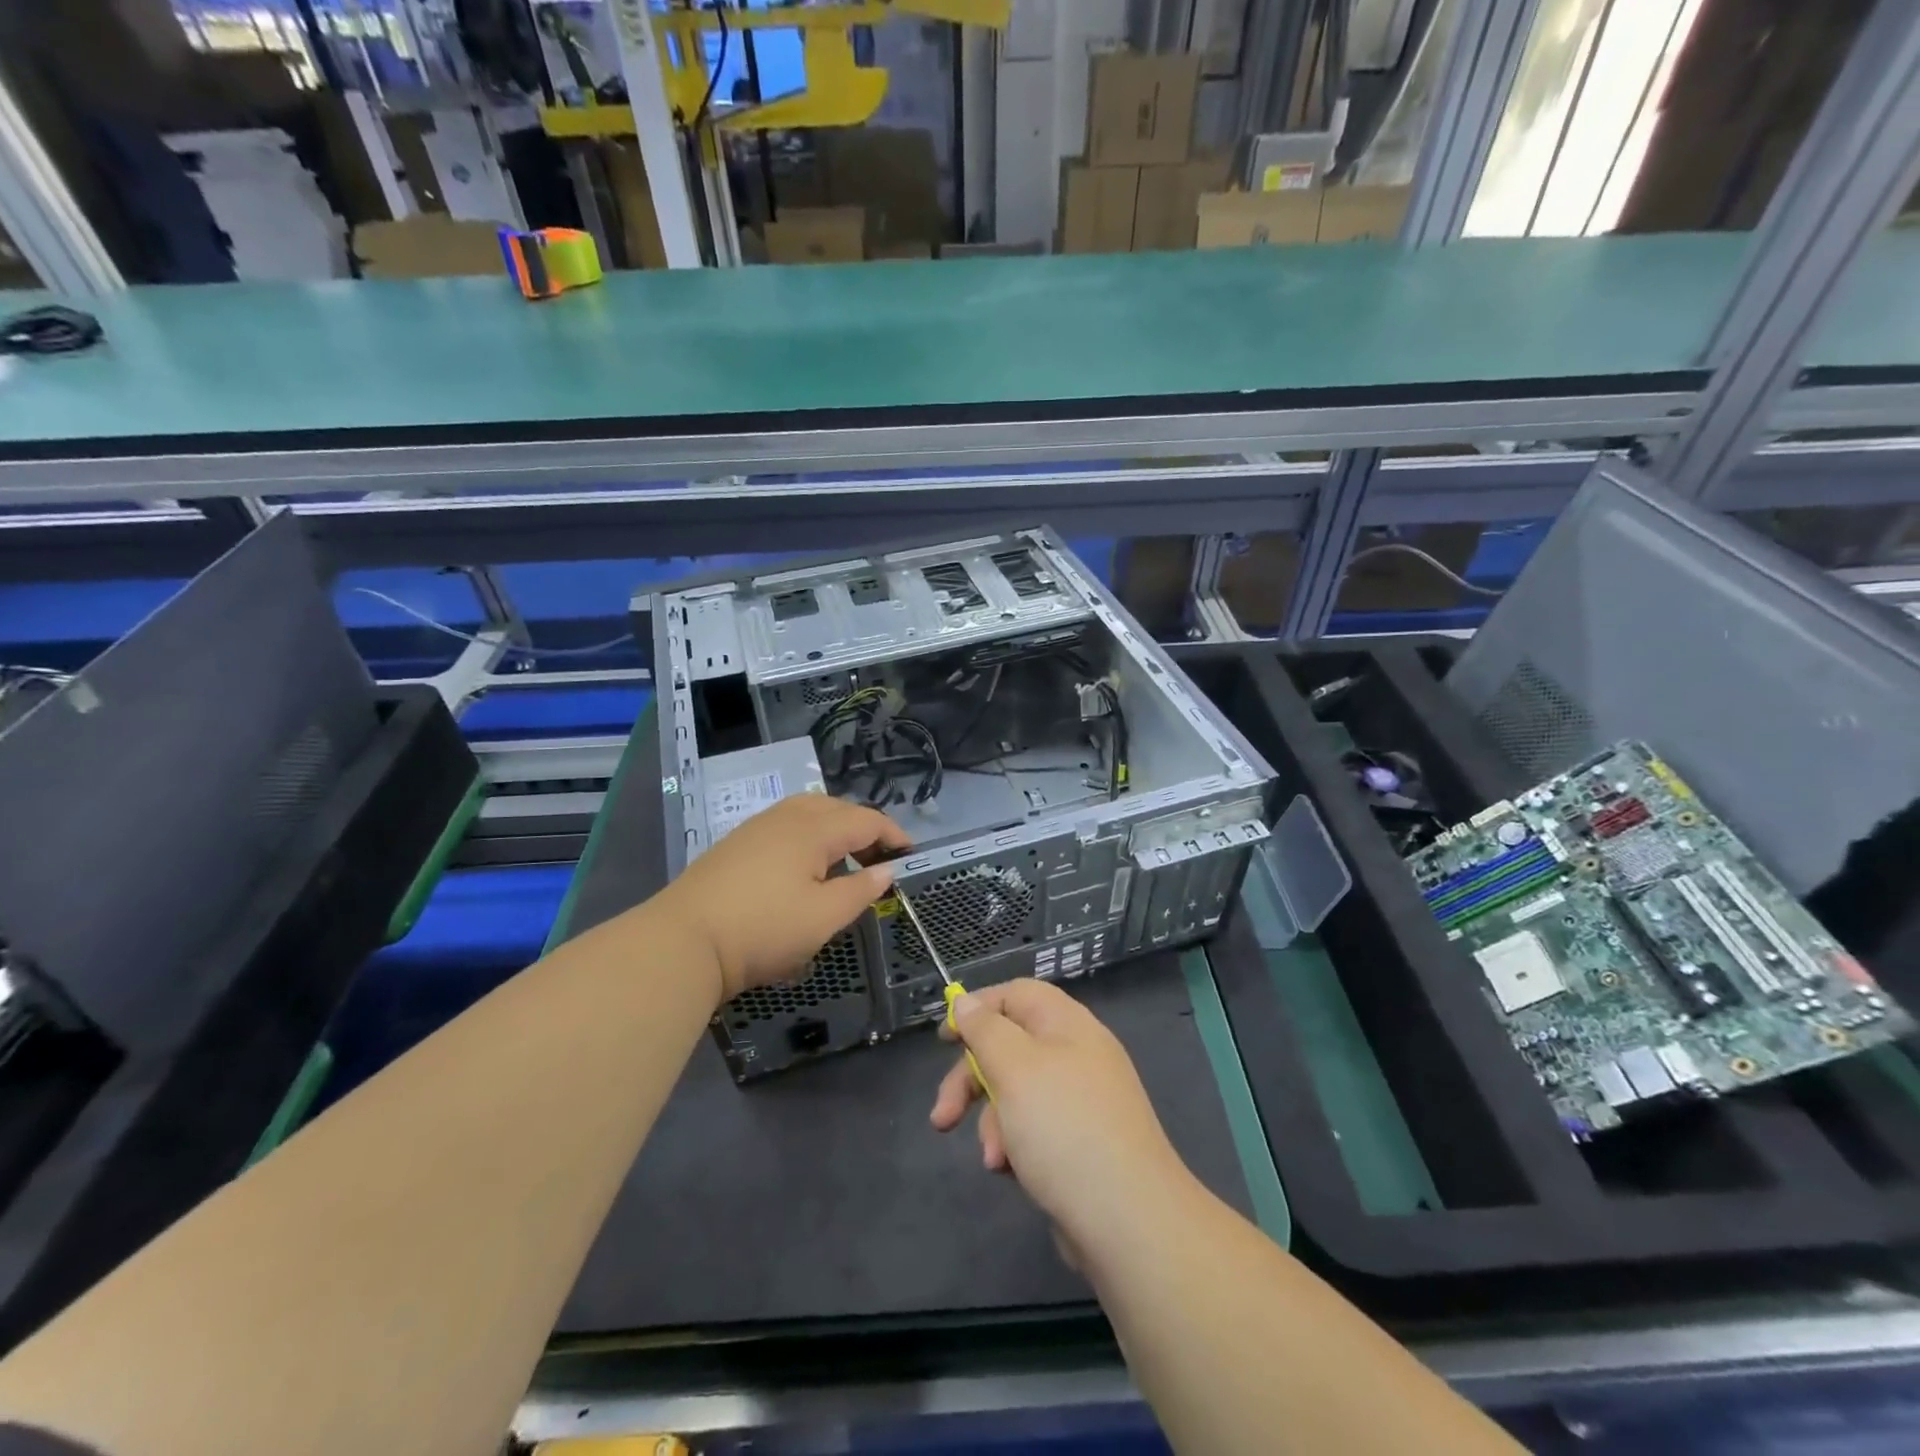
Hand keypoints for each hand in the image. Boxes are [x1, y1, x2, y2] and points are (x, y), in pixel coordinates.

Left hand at [660, 794, 908, 1000]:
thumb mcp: (824, 917)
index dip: (892, 834)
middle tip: (877, 858)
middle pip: (835, 807)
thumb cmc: (764, 929)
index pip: (866, 820)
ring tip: (842, 860)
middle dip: (863, 827)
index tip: (910, 854)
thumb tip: (886, 870)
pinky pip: (784, 825)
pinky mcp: (735, 844)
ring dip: (833, 828)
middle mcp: (786, 817)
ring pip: (806, 812)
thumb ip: (860, 890)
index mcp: (814, 829)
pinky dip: (807, 836)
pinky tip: (801, 867)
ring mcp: (756, 828)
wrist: (683, 940)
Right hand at [929, 980, 1193, 1262]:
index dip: (977, 1009)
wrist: (1129, 1222)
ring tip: (994, 1158)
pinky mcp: (1079, 1143)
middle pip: (1009, 1047)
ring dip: (992, 1122)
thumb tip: (966, 1002)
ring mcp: (1080, 1101)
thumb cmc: (1065, 1129)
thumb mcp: (1014, 1068)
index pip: (1015, 994)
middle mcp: (1076, 1055)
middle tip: (944, 1115)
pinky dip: (1015, 1145)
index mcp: (1067, 1024)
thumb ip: (985, 1030)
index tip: (944, 1039)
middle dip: (971, 1080)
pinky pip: (1033, 1129)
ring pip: (1015, 1093)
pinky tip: (1011, 1172)